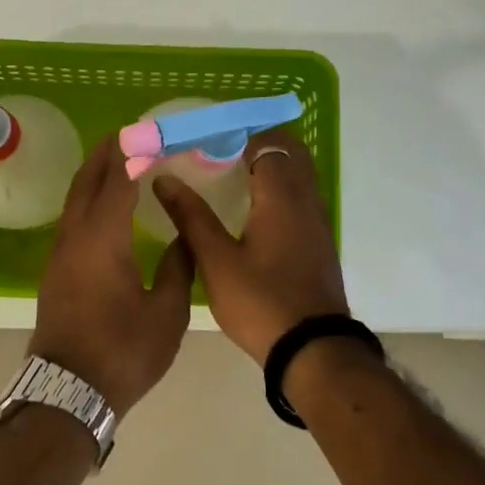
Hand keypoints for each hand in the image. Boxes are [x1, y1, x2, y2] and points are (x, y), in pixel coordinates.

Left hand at [29, 135, 195, 413]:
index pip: (117, 180)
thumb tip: (186, 236)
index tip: (147, 130)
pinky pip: (71, 220)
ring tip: (117, 162)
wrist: (68, 390)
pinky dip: (88, 200)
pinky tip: (104, 208)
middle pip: (86, 182)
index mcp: (103, 239)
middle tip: (127, 134)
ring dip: (93, 176)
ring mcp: (60, 254)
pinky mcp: (55, 271)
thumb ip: (179, 267)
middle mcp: (75, 237)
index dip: (133, 152)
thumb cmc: (124, 351)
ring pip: (74, 201)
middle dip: (105, 154)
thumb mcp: (167, 313)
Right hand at [152, 128, 347, 364]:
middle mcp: (306, 201)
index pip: (267, 143)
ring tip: (231, 176)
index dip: (239, 134)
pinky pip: (302, 197)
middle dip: (258, 143)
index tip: (208, 139)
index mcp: (281, 197)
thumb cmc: (260, 302)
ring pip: (300, 175)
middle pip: (291, 152)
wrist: (312, 350)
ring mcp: (318, 222)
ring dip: (272, 165)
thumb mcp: (216, 261)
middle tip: (220, 152)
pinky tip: (252, 210)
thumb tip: (165, 179)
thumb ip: (191, 217)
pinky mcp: (319, 242)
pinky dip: (281, 189)